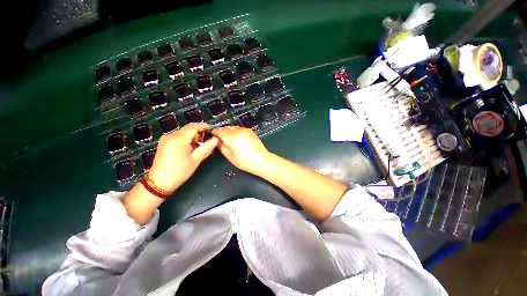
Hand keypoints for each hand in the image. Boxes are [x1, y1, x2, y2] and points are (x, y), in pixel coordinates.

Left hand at [148, 123, 218, 192]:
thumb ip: (207, 148)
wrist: (159, 182)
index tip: (212, 129)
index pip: (193, 127)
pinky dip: (186, 139)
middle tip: (207, 140)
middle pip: (188, 129)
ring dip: (193, 136)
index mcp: (178, 139)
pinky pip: (177, 136)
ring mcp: (166, 139)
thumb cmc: (179, 171)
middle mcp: (170, 135)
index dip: (203, 126)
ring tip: (199, 145)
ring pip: (183, 132)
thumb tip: (216, 139)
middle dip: (199, 132)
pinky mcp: (164, 143)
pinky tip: (190, 147)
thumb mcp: (196, 160)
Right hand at [212, 126, 269, 173]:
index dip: (215, 133)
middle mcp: (239, 131)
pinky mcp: (251, 131)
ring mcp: (246, 130)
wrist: (261, 160)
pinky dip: (236, 131)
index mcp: (232, 137)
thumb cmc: (244, 161)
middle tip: (220, 139)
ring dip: (229, 131)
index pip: (219, 131)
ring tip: (229, 139)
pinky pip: (240, 128)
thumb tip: (217, 140)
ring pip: (233, 127)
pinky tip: (237, 138)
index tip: (213, 136)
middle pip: (226, 127)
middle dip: (222, 131)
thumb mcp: (229, 156)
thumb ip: (221, 146)